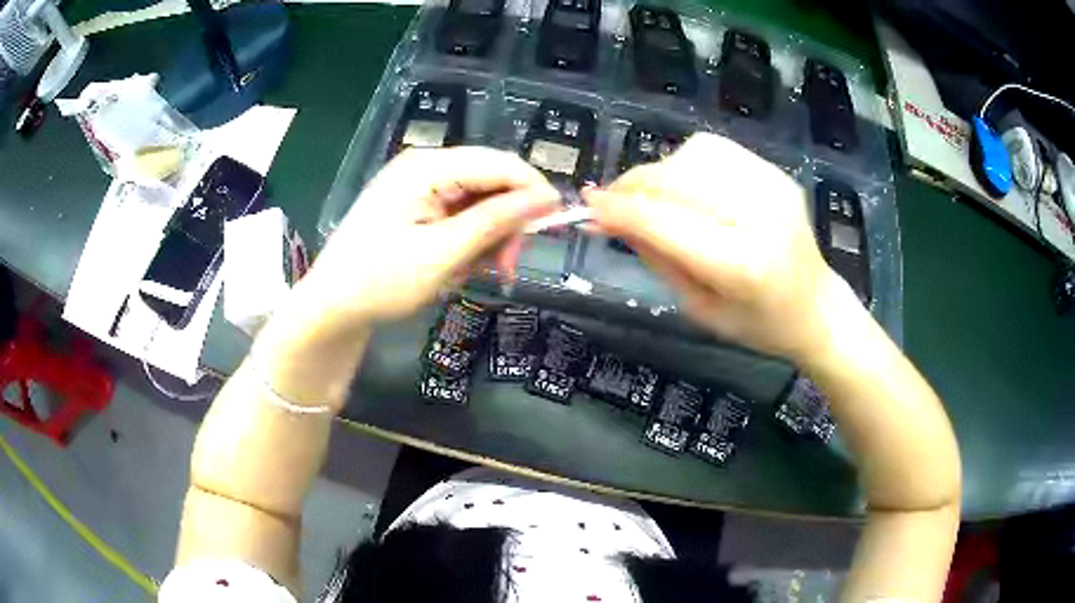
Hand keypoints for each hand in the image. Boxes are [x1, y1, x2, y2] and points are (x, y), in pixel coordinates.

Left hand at [302, 146, 560, 327]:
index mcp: (427, 167)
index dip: (533, 189)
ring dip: (489, 237)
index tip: (558, 223)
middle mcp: (425, 167)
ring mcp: (419, 186)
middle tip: (508, 266)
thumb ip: (495, 222)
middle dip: (507, 221)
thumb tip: (546, 198)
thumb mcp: (442, 254)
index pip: (497, 162)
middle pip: (490, 180)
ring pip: (478, 201)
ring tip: (480, 272)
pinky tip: (461, 266)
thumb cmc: (380, 281)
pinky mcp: (416, 206)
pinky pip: (460, 215)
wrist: (332, 307)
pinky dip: (470, 241)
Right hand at [585, 133, 849, 361]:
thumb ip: (655, 258)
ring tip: (652, 198)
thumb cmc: (757, 325)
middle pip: (676, 180)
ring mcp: (772, 186)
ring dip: (659, 173)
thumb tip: (609, 218)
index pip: (664, 223)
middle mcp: (760, 215)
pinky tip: (686, 187)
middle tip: (611, 202)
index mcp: (741, 265)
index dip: (619, 210)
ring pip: (691, 155)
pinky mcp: (775, 173)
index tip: (587, 206)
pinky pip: (714, 150)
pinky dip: (686, 162)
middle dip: (632, 187)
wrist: (816, 307)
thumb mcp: (698, 308)